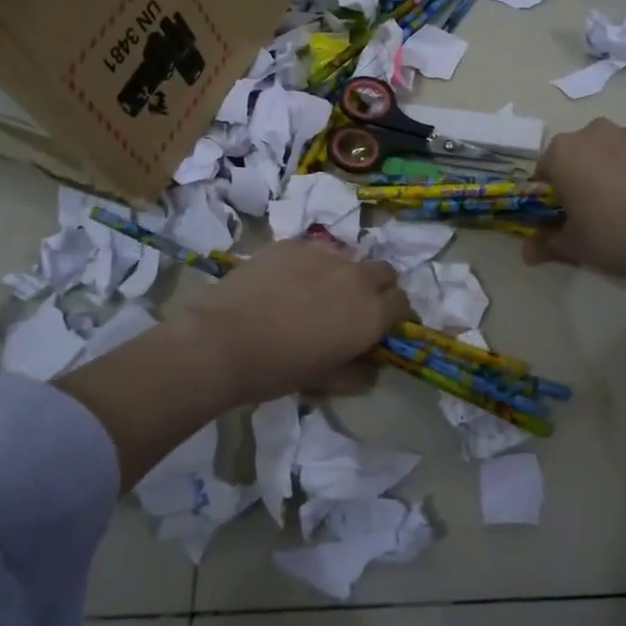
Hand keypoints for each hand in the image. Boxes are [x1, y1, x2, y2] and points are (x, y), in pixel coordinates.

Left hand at [184, 238, 411, 402]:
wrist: (222, 341)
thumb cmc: (277, 370)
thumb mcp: (324, 382)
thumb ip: (356, 374)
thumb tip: (371, 370)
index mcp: (371, 313)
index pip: (403, 304)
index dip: (398, 316)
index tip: (386, 327)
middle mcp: (356, 277)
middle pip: (384, 273)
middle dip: (379, 288)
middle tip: (357, 308)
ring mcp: (324, 254)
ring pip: (349, 258)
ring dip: (346, 274)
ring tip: (320, 292)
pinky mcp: (293, 243)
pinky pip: (315, 250)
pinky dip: (313, 264)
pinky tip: (289, 282)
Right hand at [522, 119, 625, 283]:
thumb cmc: (616, 237)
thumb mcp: (574, 247)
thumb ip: (546, 244)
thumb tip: (525, 253)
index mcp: (565, 152)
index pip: (546, 170)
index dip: (553, 194)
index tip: (565, 215)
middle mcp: (597, 132)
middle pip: (581, 154)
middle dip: (584, 175)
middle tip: (598, 210)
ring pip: (616, 150)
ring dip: (616, 169)